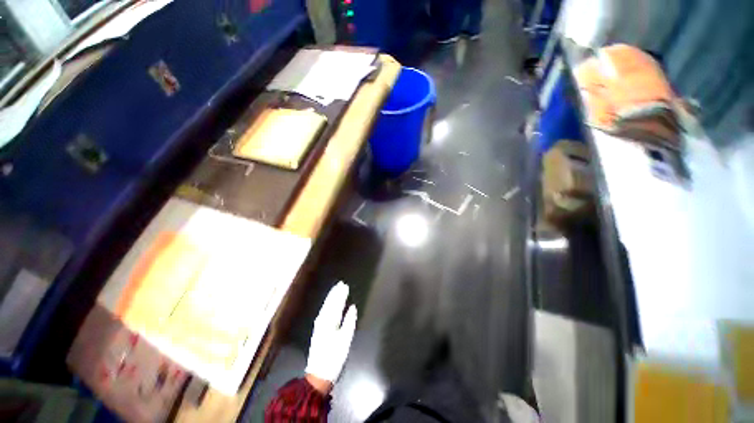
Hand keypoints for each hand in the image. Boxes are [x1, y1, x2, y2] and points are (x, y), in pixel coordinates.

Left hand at [305, 282, 356, 388]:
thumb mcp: (345, 340)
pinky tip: (329, 303)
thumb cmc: (334, 357)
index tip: (345, 285)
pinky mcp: (317, 329)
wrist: (318, 374)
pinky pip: (323, 311)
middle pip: (330, 303)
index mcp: (330, 322)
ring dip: (331, 297)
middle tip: (341, 283)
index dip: (341, 294)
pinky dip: (327, 304)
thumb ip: (349, 321)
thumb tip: (352, 307)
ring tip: (336, 289)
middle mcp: (323, 320)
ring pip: (325, 306)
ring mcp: (319, 324)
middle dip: (335, 292)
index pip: (337, 303)